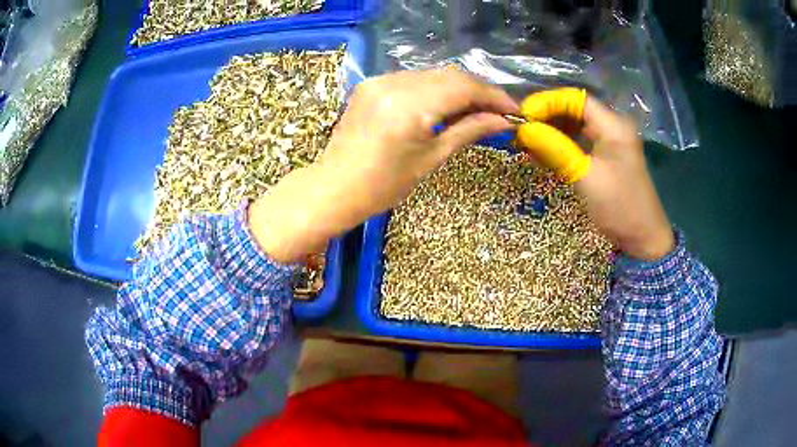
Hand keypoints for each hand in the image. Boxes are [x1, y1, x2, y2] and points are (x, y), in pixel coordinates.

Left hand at [250, 69, 518, 262]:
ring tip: (476, 110)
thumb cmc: (383, 185)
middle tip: (498, 112)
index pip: (464, 88)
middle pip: (450, 76)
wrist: (334, 188)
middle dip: (479, 91)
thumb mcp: (431, 159)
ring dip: (458, 89)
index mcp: (409, 107)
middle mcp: (393, 84)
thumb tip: (504, 121)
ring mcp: (379, 81)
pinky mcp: (371, 84)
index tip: (515, 110)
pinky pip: (413, 79)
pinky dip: (435, 89)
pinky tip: (445, 105)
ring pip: (433, 75)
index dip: (494, 96)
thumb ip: (468, 131)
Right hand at [518, 92, 674, 260]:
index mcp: (613, 125)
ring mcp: (609, 142)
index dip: (547, 102)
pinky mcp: (605, 157)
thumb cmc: (620, 207)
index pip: (575, 99)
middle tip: (521, 129)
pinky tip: (541, 152)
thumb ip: (555, 149)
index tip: (523, 115)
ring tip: (527, 140)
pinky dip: (560, 145)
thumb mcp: (586, 177)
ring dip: (551, 131)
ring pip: (574, 126)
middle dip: (546, 116)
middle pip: (574, 110)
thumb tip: (524, 129)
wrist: (643, 238)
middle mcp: (611, 126)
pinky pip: (579, 142)